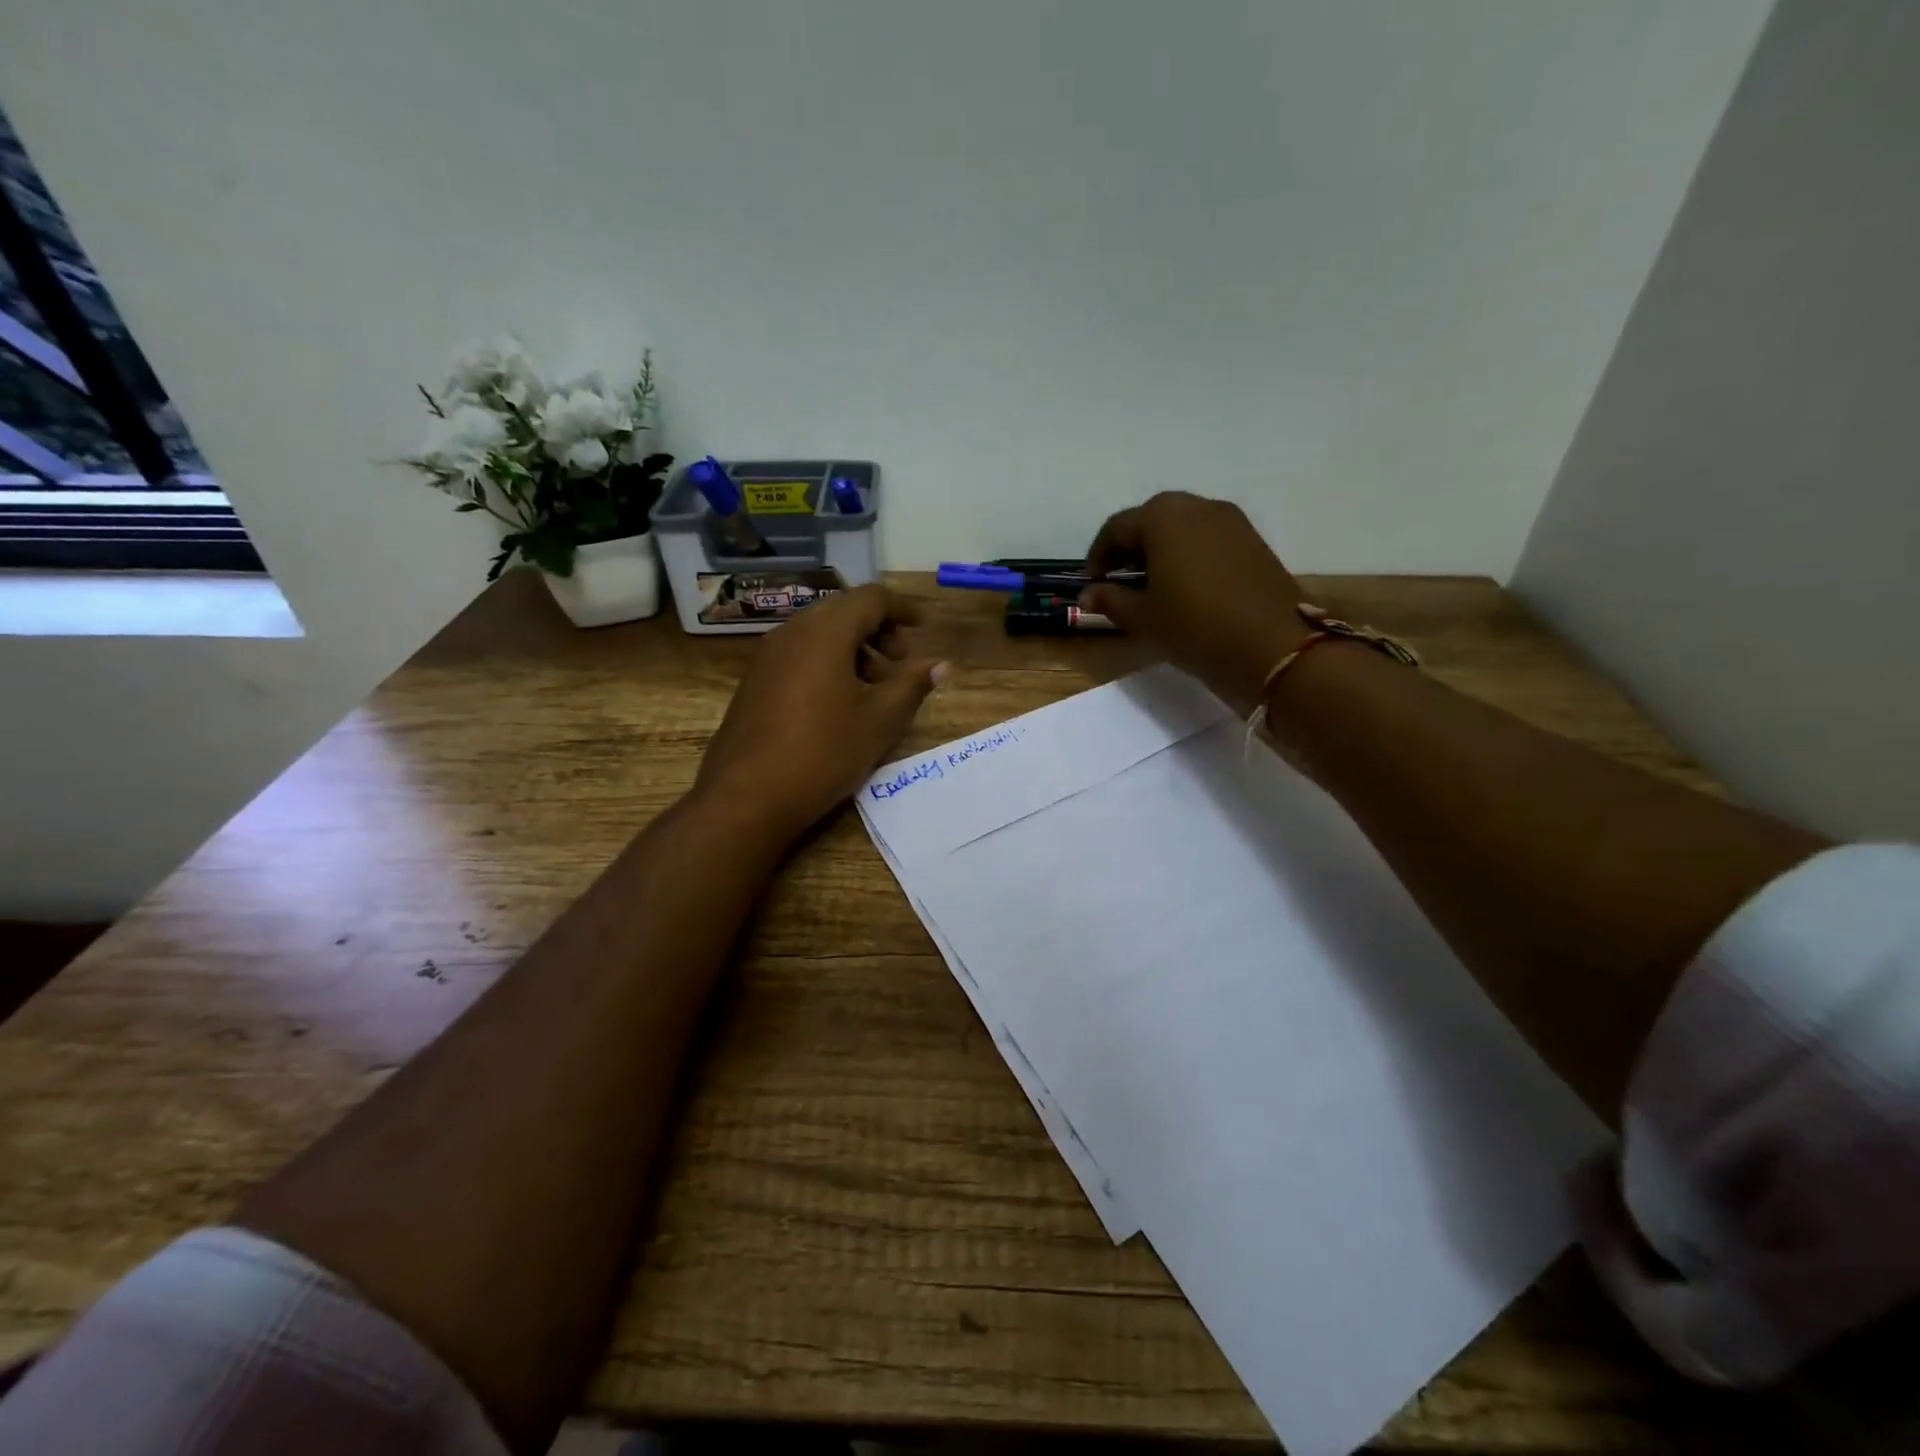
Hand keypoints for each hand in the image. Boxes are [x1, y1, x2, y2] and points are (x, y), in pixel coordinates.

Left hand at [696, 585, 946, 840]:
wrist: (746, 797)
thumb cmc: (823, 753)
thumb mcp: (880, 722)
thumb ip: (912, 686)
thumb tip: (940, 665)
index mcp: (825, 633)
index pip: (870, 598)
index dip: (902, 608)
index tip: (924, 627)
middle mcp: (792, 633)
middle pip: (842, 611)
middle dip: (878, 630)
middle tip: (900, 663)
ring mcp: (767, 657)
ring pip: (819, 634)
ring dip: (853, 650)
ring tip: (874, 689)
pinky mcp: (754, 682)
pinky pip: (798, 654)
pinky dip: (827, 663)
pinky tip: (838, 704)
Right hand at [1082, 491, 1310, 709]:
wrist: (1273, 645)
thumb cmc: (1194, 625)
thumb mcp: (1142, 617)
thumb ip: (1110, 599)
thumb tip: (1088, 594)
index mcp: (1162, 517)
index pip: (1116, 528)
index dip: (1098, 557)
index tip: (1092, 584)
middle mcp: (1196, 506)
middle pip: (1150, 521)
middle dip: (1130, 549)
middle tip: (1120, 582)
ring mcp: (1230, 520)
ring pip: (1181, 527)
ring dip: (1160, 551)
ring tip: (1153, 587)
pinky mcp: (1252, 539)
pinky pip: (1207, 539)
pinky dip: (1188, 555)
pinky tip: (1186, 587)